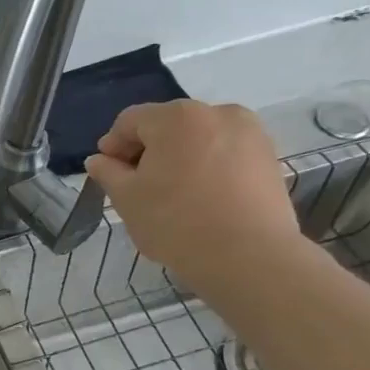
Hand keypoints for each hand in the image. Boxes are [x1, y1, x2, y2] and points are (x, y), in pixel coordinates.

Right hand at [83, 99, 304, 294]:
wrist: (249, 256)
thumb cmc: (175, 221)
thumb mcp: (126, 198)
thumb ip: (107, 172)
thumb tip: (99, 159)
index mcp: (176, 117)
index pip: (130, 121)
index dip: (113, 144)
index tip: (107, 172)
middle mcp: (217, 113)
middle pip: (168, 125)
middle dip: (148, 150)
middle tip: (137, 183)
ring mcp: (251, 133)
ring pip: (200, 138)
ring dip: (179, 157)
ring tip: (172, 192)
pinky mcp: (270, 157)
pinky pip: (226, 152)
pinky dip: (208, 166)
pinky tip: (201, 197)